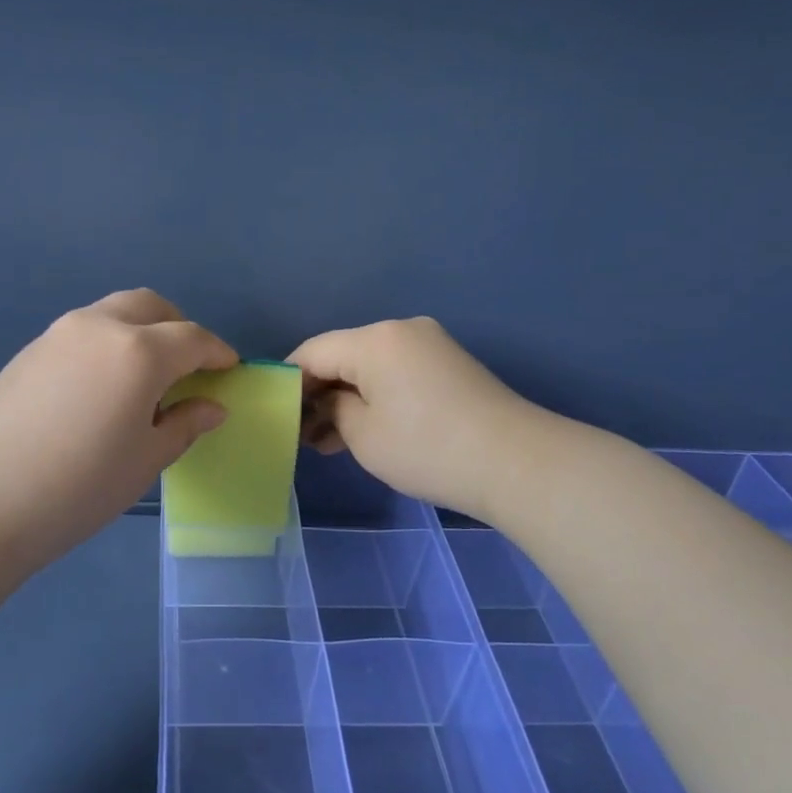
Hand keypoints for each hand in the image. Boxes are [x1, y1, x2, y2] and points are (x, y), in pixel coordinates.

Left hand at [0, 289, 237, 571]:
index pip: (192, 339)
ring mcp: (58, 334)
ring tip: (145, 378)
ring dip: (141, 331)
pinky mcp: (28, 350)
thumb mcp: (144, 461)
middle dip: (178, 328)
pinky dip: (108, 343)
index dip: (217, 353)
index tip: (229, 370)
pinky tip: (101, 387)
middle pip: (151, 307)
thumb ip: (183, 425)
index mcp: (139, 351)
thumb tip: (211, 407)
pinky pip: (83, 332)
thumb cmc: (77, 486)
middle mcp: (100, 326)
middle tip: (189, 367)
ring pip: (113, 313)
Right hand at [291, 316, 543, 519]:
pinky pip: (396, 372)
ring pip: (370, 366)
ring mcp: (429, 344)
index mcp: (374, 339)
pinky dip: (376, 396)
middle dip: (319, 393)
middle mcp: (400, 330)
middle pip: (342, 355)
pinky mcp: (448, 364)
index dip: (288, 381)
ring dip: (347, 398)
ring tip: (328, 442)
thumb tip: (330, 401)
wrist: (516, 463)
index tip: (275, 414)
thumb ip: (333, 408)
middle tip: (302, 435)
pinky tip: (362, 429)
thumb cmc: (427, 448)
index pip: (312, 352)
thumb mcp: (362, 434)